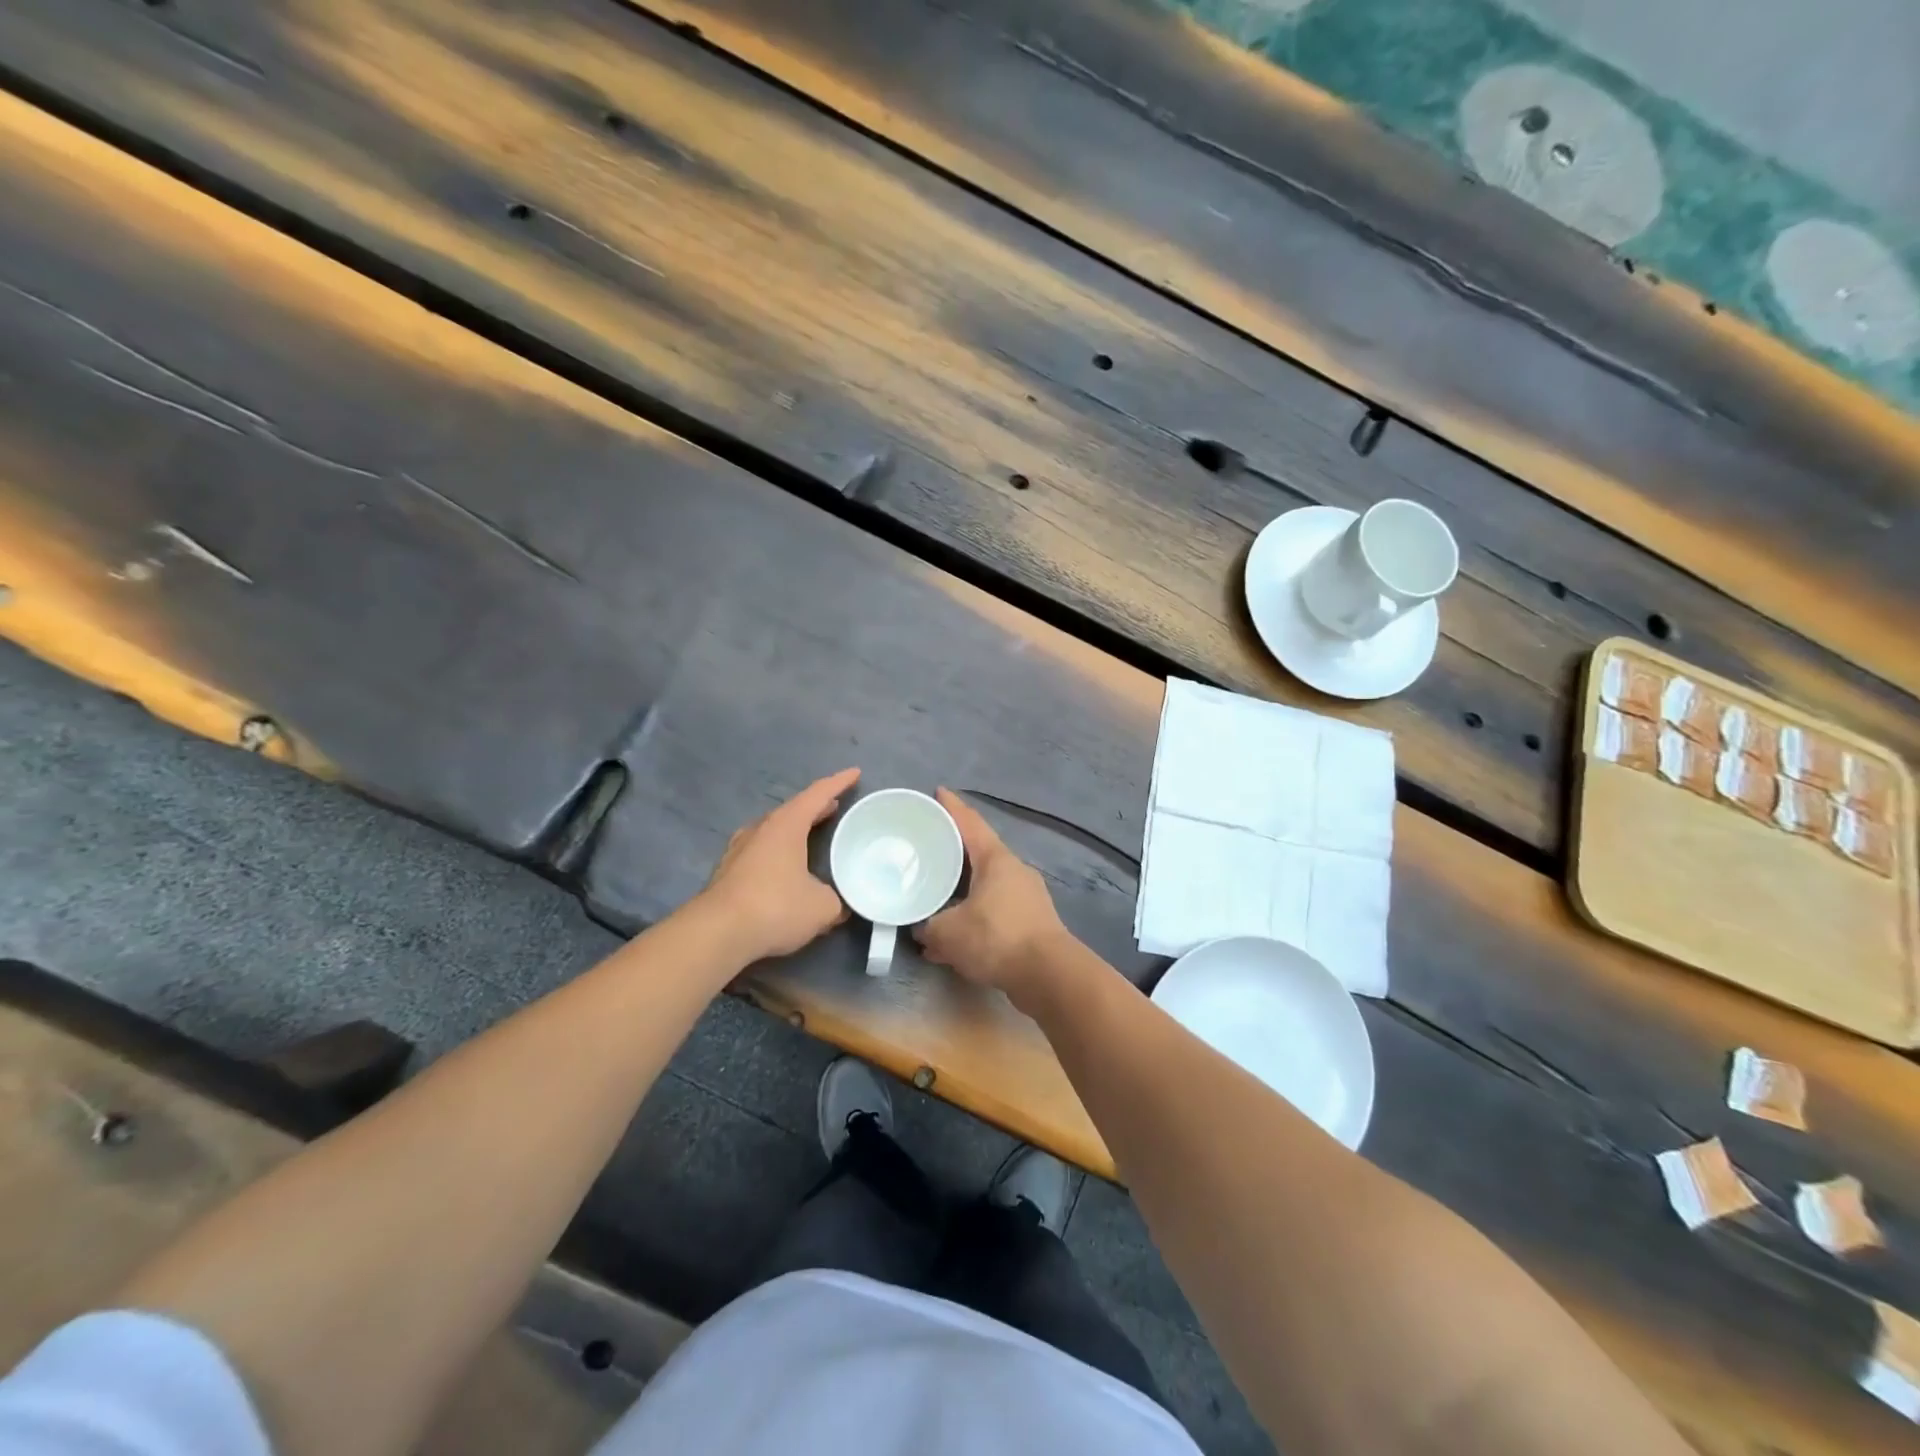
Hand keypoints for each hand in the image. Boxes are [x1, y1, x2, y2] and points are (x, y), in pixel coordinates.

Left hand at [700, 768, 859, 962]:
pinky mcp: (728, 871)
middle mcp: (761, 829)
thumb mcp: (821, 907)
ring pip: (774, 829)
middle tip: (836, 805)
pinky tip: (785, 865)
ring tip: (812, 833)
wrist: (717, 933)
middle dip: (816, 807)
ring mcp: (740, 849)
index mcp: (786, 825)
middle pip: (793, 809)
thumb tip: (840, 905)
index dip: (839, 782)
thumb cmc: (775, 907)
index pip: (817, 794)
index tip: (855, 773)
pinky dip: (779, 850)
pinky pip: (761, 850)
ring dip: (795, 828)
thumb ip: (836, 900)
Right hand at [914, 788, 1071, 1010]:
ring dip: (962, 891)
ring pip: (986, 885)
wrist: (1049, 976)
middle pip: (979, 853)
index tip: (938, 792)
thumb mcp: (949, 932)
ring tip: (935, 896)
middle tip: (928, 847)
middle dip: (954, 851)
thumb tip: (921, 930)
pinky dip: (973, 918)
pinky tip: (954, 940)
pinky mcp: (1031, 923)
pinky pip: (994, 911)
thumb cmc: (997, 938)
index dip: (952, 807)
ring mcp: (1027, 897)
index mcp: (996, 859)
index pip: (970, 823)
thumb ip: (929, 926)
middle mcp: (1014, 871)